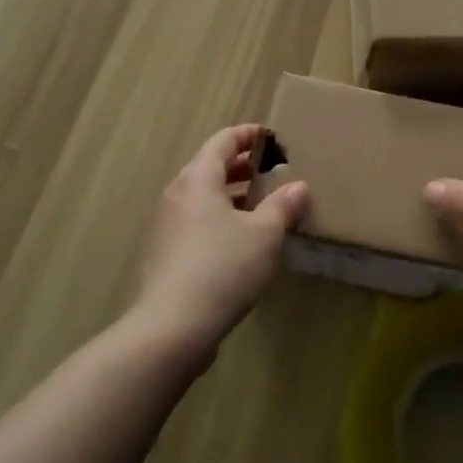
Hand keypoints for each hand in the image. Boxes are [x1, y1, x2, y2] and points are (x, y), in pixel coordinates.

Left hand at [134, 126, 307, 352]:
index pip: (223, 141)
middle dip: (241, 166)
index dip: (248, 135)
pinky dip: (218, 217)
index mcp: (199, 179)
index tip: (270, 137)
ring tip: (261, 205)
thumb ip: (283, 206)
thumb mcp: (264, 235)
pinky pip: (195, 220)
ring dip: (230, 194)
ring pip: (202, 196)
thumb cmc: (222, 268)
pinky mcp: (164, 252)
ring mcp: (166, 224)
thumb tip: (299, 186)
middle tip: (271, 171)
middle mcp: (177, 194)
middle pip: (209, 166)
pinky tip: (239, 239)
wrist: (171, 327)